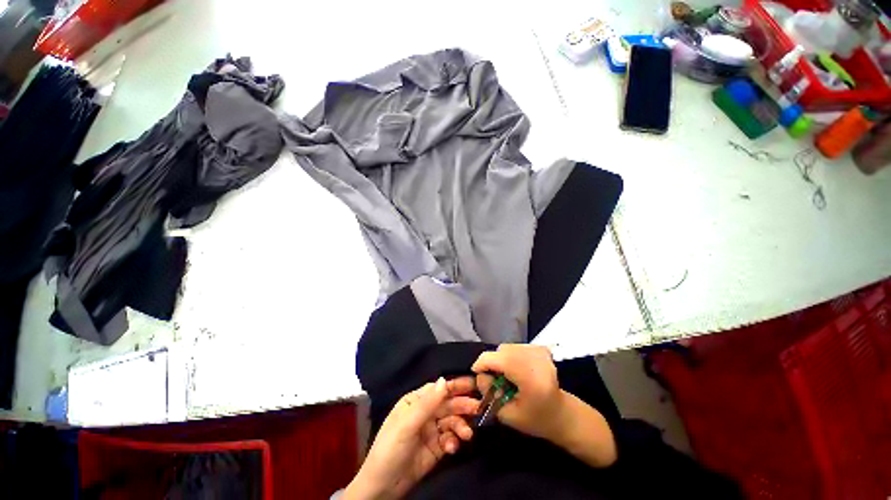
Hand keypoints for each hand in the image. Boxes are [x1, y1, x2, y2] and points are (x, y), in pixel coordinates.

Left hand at [345, 377, 479, 499]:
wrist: (383, 488)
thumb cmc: (391, 448)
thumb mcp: (408, 424)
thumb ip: (427, 403)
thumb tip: (444, 380)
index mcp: (415, 402)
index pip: (438, 389)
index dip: (455, 385)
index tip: (473, 384)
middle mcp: (424, 413)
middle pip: (447, 404)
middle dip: (462, 405)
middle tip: (478, 408)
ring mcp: (431, 430)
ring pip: (451, 421)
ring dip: (460, 426)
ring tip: (466, 435)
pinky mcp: (436, 448)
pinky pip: (450, 439)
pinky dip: (453, 442)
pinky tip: (452, 448)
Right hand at [471, 344, 562, 440]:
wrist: (561, 413)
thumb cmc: (536, 419)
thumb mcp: (507, 415)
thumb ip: (489, 393)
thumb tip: (479, 375)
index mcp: (531, 378)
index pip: (498, 359)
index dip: (482, 364)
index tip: (477, 374)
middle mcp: (536, 359)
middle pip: (501, 351)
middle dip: (491, 362)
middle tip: (493, 379)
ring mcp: (539, 351)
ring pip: (507, 347)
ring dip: (500, 358)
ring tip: (505, 375)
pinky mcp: (540, 348)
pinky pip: (515, 346)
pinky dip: (510, 355)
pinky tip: (516, 369)